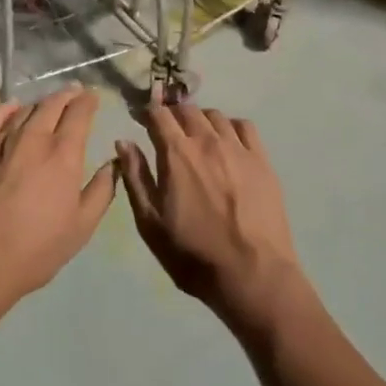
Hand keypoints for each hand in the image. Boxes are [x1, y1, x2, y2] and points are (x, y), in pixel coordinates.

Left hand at [0, 87, 115, 314]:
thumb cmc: (36, 249)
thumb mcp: (82, 227)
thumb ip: (101, 190)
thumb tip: (113, 163)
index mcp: (63, 154)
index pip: (79, 113)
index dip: (88, 101)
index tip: (93, 97)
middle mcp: (33, 137)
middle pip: (52, 104)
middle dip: (67, 95)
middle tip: (74, 93)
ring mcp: (1, 140)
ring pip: (25, 109)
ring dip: (41, 103)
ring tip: (47, 105)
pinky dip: (6, 109)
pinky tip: (12, 107)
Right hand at [116, 93, 306, 340]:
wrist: (252, 275)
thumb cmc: (193, 254)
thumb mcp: (150, 223)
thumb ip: (135, 177)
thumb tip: (123, 141)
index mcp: (176, 153)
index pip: (159, 114)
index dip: (148, 111)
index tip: (142, 119)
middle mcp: (207, 140)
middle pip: (187, 110)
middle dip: (173, 114)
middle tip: (168, 130)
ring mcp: (237, 148)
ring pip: (215, 115)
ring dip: (200, 119)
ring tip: (197, 136)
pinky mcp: (261, 160)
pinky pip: (244, 126)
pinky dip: (230, 126)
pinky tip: (228, 141)